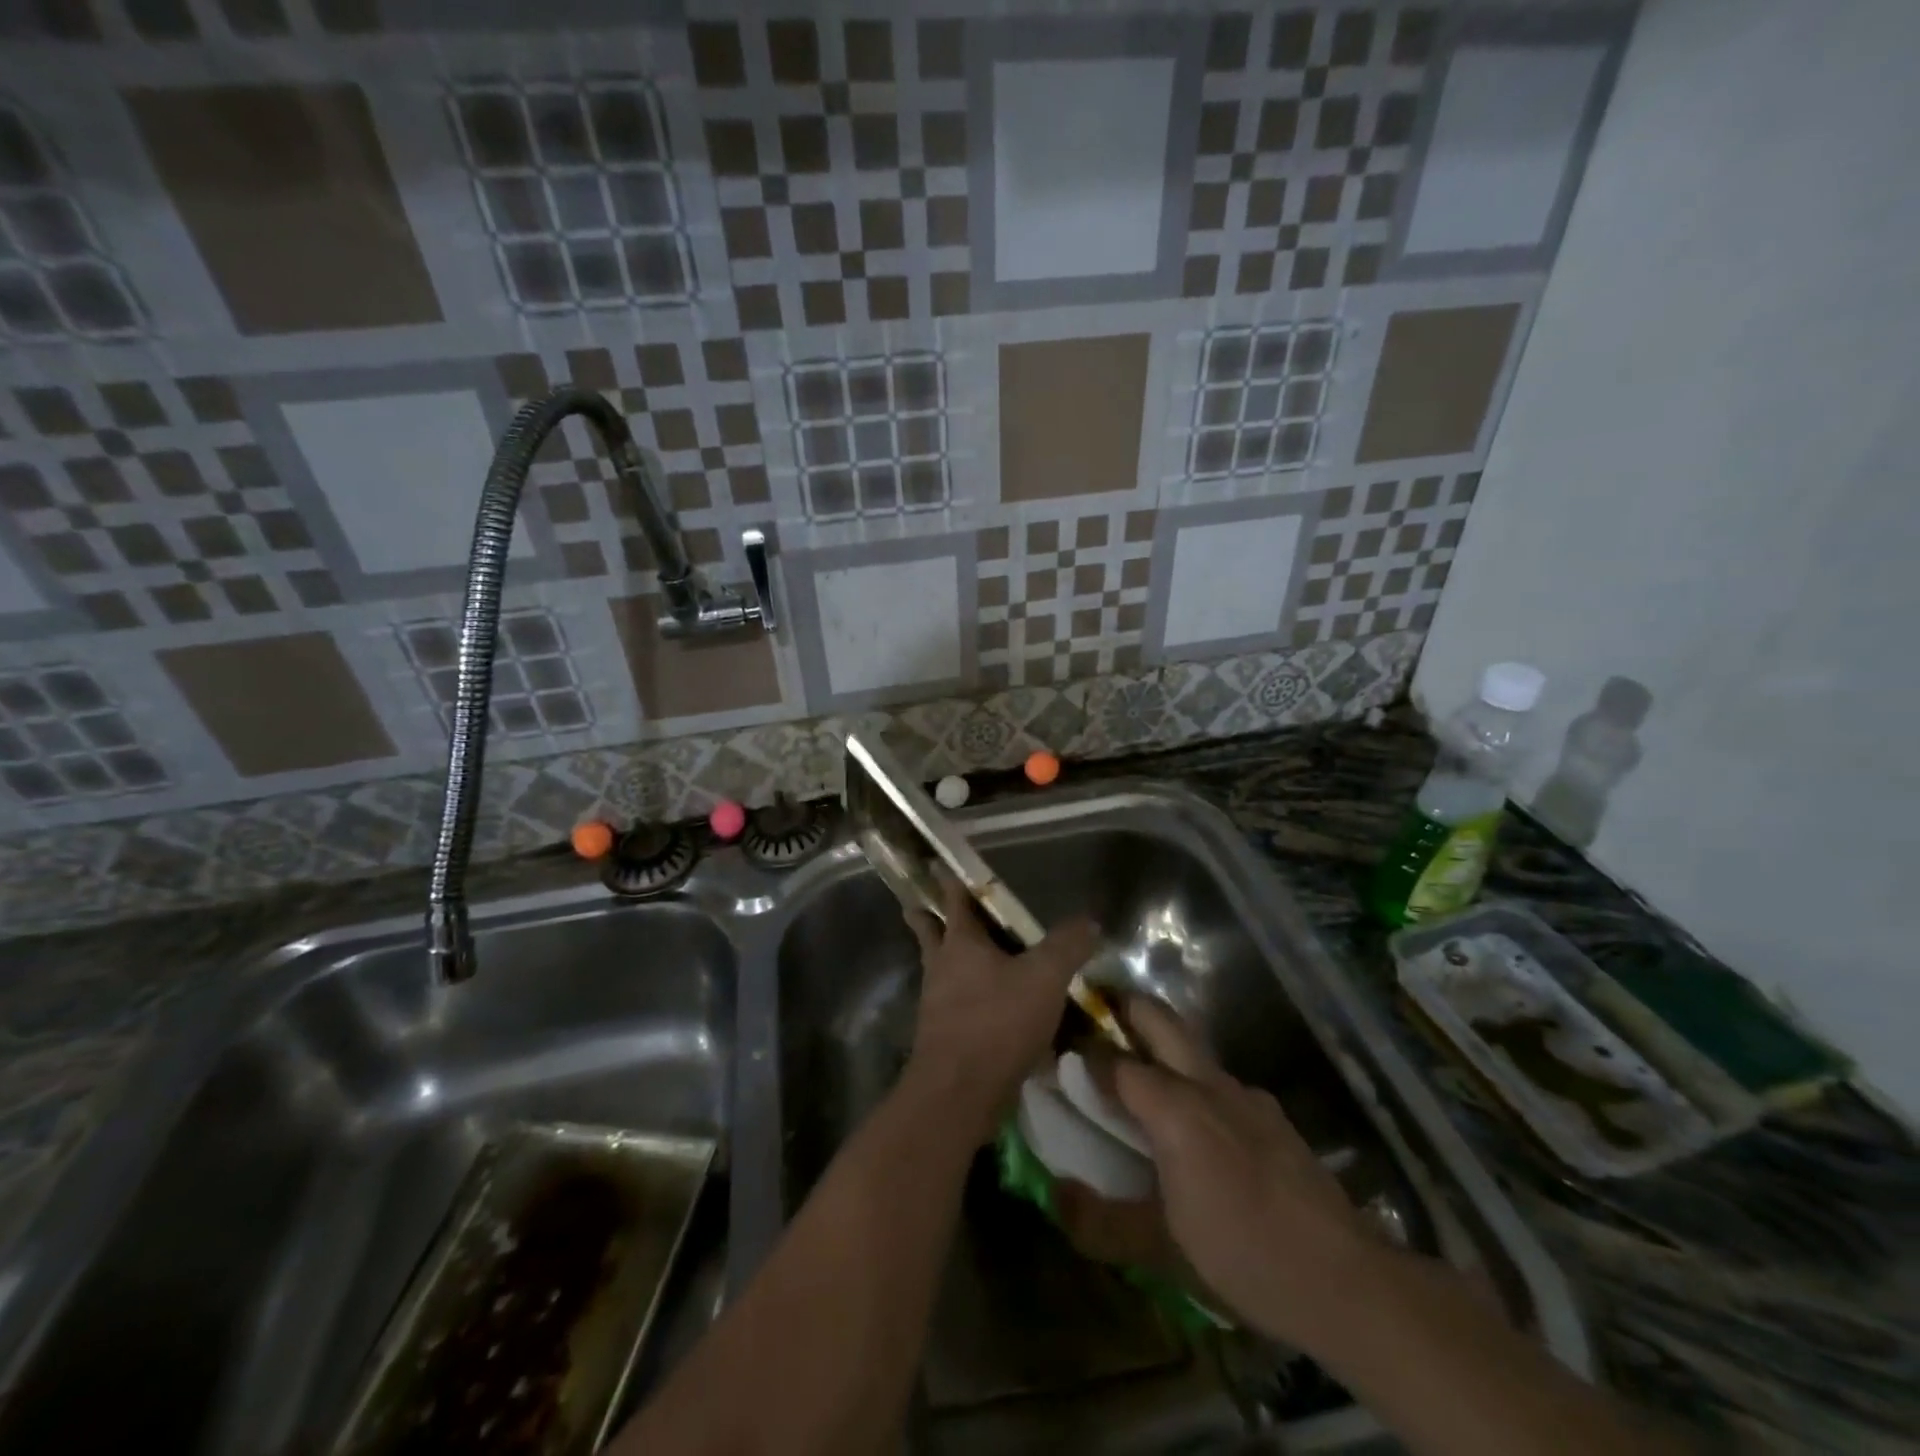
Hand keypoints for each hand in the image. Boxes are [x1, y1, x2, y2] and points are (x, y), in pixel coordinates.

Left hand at [904, 876, 1098, 1141]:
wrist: (959, 1094)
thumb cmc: (997, 1022)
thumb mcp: (1045, 978)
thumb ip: (1068, 946)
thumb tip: (1089, 922)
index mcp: (960, 943)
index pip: (954, 899)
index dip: (950, 880)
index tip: (938, 865)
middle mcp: (941, 967)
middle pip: (930, 933)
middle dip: (927, 919)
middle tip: (923, 907)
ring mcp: (937, 1004)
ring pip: (941, 971)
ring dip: (950, 961)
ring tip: (967, 958)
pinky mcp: (943, 1037)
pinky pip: (954, 1007)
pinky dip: (967, 1001)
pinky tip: (990, 1011)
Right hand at [1055, 997, 1368, 1347]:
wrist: (1347, 1280)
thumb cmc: (1245, 1255)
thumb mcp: (1162, 1249)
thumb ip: (1102, 1219)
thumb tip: (1055, 1194)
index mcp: (1175, 1109)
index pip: (1115, 1062)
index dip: (1085, 1054)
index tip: (1061, 1054)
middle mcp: (1209, 1085)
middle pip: (1160, 1019)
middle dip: (1126, 1007)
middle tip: (1098, 1015)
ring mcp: (1248, 1096)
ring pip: (1193, 1049)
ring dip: (1161, 1045)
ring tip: (1140, 1077)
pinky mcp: (1274, 1115)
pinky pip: (1222, 1083)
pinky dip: (1196, 1083)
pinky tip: (1199, 1126)